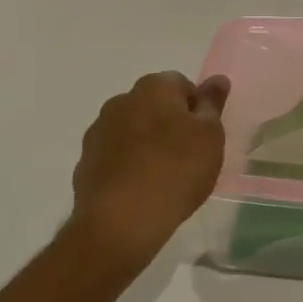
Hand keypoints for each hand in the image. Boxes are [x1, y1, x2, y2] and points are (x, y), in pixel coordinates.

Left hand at [70, 71, 230, 272]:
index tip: (204, 136)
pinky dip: (127, 165)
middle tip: (187, 156)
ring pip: (131, 130)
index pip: (181, 84)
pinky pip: (115, 156)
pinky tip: (139, 190)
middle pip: (153, 105)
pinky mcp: (85, 162)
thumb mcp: (210, 136)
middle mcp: (121, 101)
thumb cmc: (177, 171)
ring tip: (163, 177)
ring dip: (146, 144)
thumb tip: (217, 79)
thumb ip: (212, 104)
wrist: (121, 221)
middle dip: (169, 123)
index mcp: (153, 87)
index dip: (196, 108)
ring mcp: (98, 132)